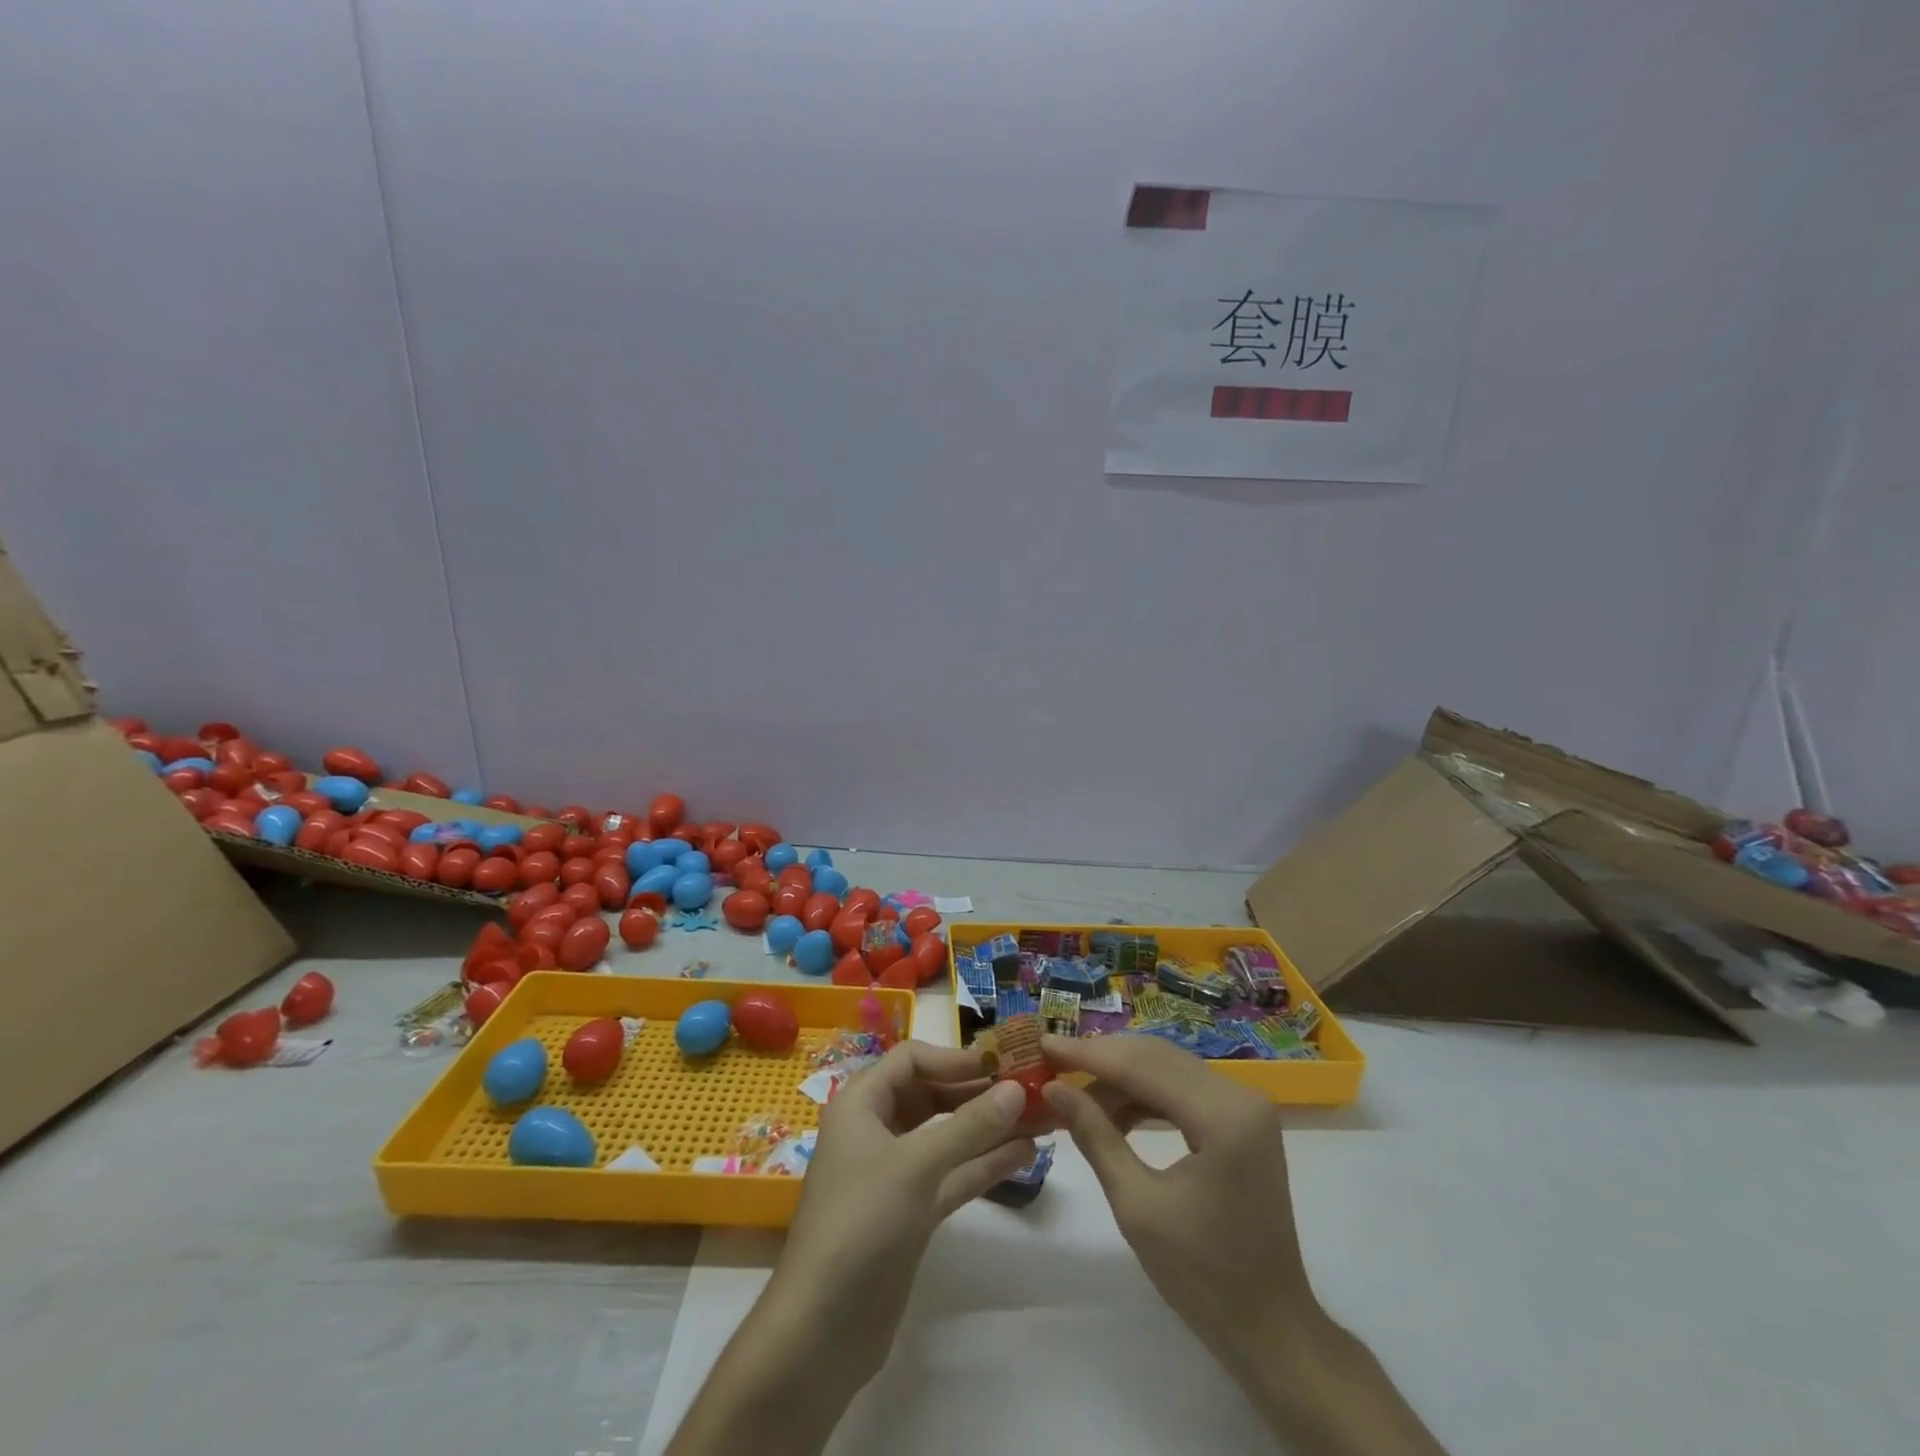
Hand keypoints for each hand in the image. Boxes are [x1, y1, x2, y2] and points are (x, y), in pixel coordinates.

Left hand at [776, 1041, 1036, 1377]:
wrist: (822, 1329)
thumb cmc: (861, 1223)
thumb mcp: (916, 1165)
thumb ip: (970, 1125)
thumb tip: (1017, 1088)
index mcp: (861, 1103)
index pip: (911, 1060)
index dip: (955, 1058)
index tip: (1001, 1064)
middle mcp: (876, 1129)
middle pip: (931, 1095)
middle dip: (978, 1092)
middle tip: (1030, 1088)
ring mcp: (895, 1173)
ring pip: (946, 1136)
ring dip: (988, 1127)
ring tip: (1040, 1117)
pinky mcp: (911, 1212)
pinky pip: (951, 1173)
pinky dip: (983, 1163)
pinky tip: (1024, 1154)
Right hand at [1038, 1032, 1317, 1380]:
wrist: (1271, 1330)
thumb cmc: (1203, 1277)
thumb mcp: (1137, 1206)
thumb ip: (1095, 1136)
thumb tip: (1053, 1089)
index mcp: (1223, 1115)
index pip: (1142, 1066)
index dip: (1088, 1053)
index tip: (1043, 1043)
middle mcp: (1240, 1095)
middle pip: (1156, 1057)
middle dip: (1101, 1059)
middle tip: (1052, 1063)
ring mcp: (1245, 1106)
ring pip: (1167, 1068)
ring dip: (1120, 1077)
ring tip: (1074, 1094)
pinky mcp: (1241, 1120)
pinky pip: (1182, 1089)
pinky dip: (1144, 1095)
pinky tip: (1111, 1111)